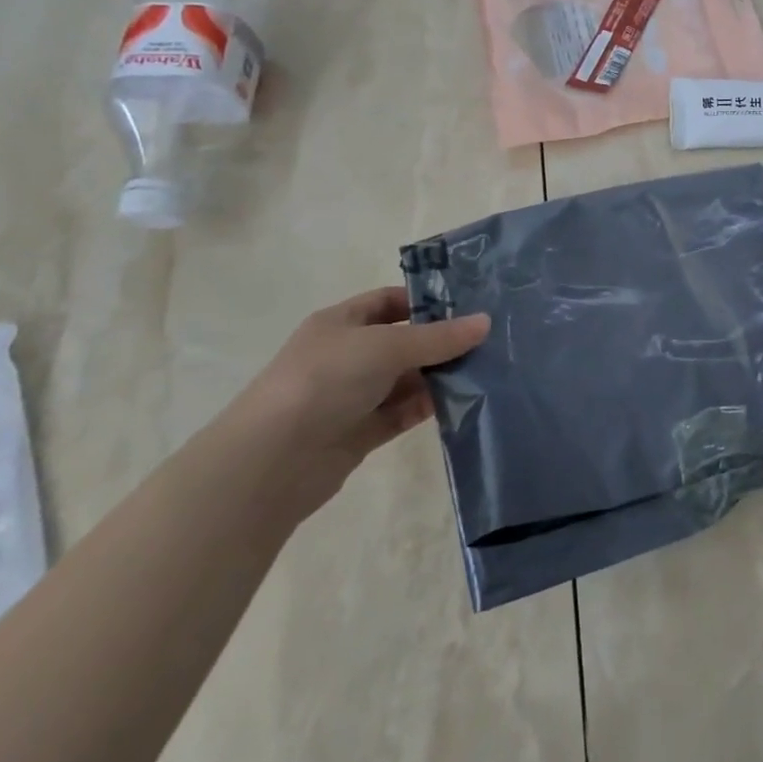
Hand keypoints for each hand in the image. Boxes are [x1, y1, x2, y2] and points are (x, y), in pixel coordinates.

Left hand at [225, 287, 489, 524]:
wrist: (271, 460)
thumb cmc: (326, 380)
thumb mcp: (387, 346)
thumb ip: (438, 337)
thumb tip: (486, 322)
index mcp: (342, 322)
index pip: (390, 301)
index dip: (427, 301)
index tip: (470, 306)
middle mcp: (347, 355)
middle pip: (403, 341)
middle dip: (442, 341)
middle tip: (491, 340)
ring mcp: (352, 395)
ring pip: (406, 379)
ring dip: (440, 376)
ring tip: (487, 371)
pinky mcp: (360, 432)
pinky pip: (402, 412)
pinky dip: (429, 407)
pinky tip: (464, 402)